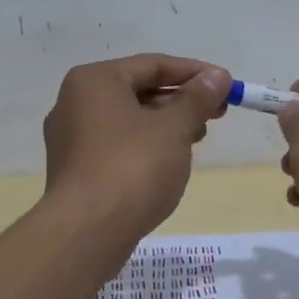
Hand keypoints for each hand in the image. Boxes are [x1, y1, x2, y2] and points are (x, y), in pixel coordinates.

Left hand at [42, 54, 230, 240]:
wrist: (87, 233)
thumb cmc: (133, 167)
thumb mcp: (174, 128)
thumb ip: (197, 98)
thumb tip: (217, 76)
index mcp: (95, 80)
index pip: (153, 65)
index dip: (194, 73)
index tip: (227, 85)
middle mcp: (75, 102)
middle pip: (139, 90)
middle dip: (181, 100)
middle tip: (218, 113)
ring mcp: (71, 138)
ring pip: (129, 119)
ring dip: (166, 124)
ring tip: (198, 137)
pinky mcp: (75, 169)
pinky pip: (117, 144)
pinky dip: (146, 144)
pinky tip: (170, 160)